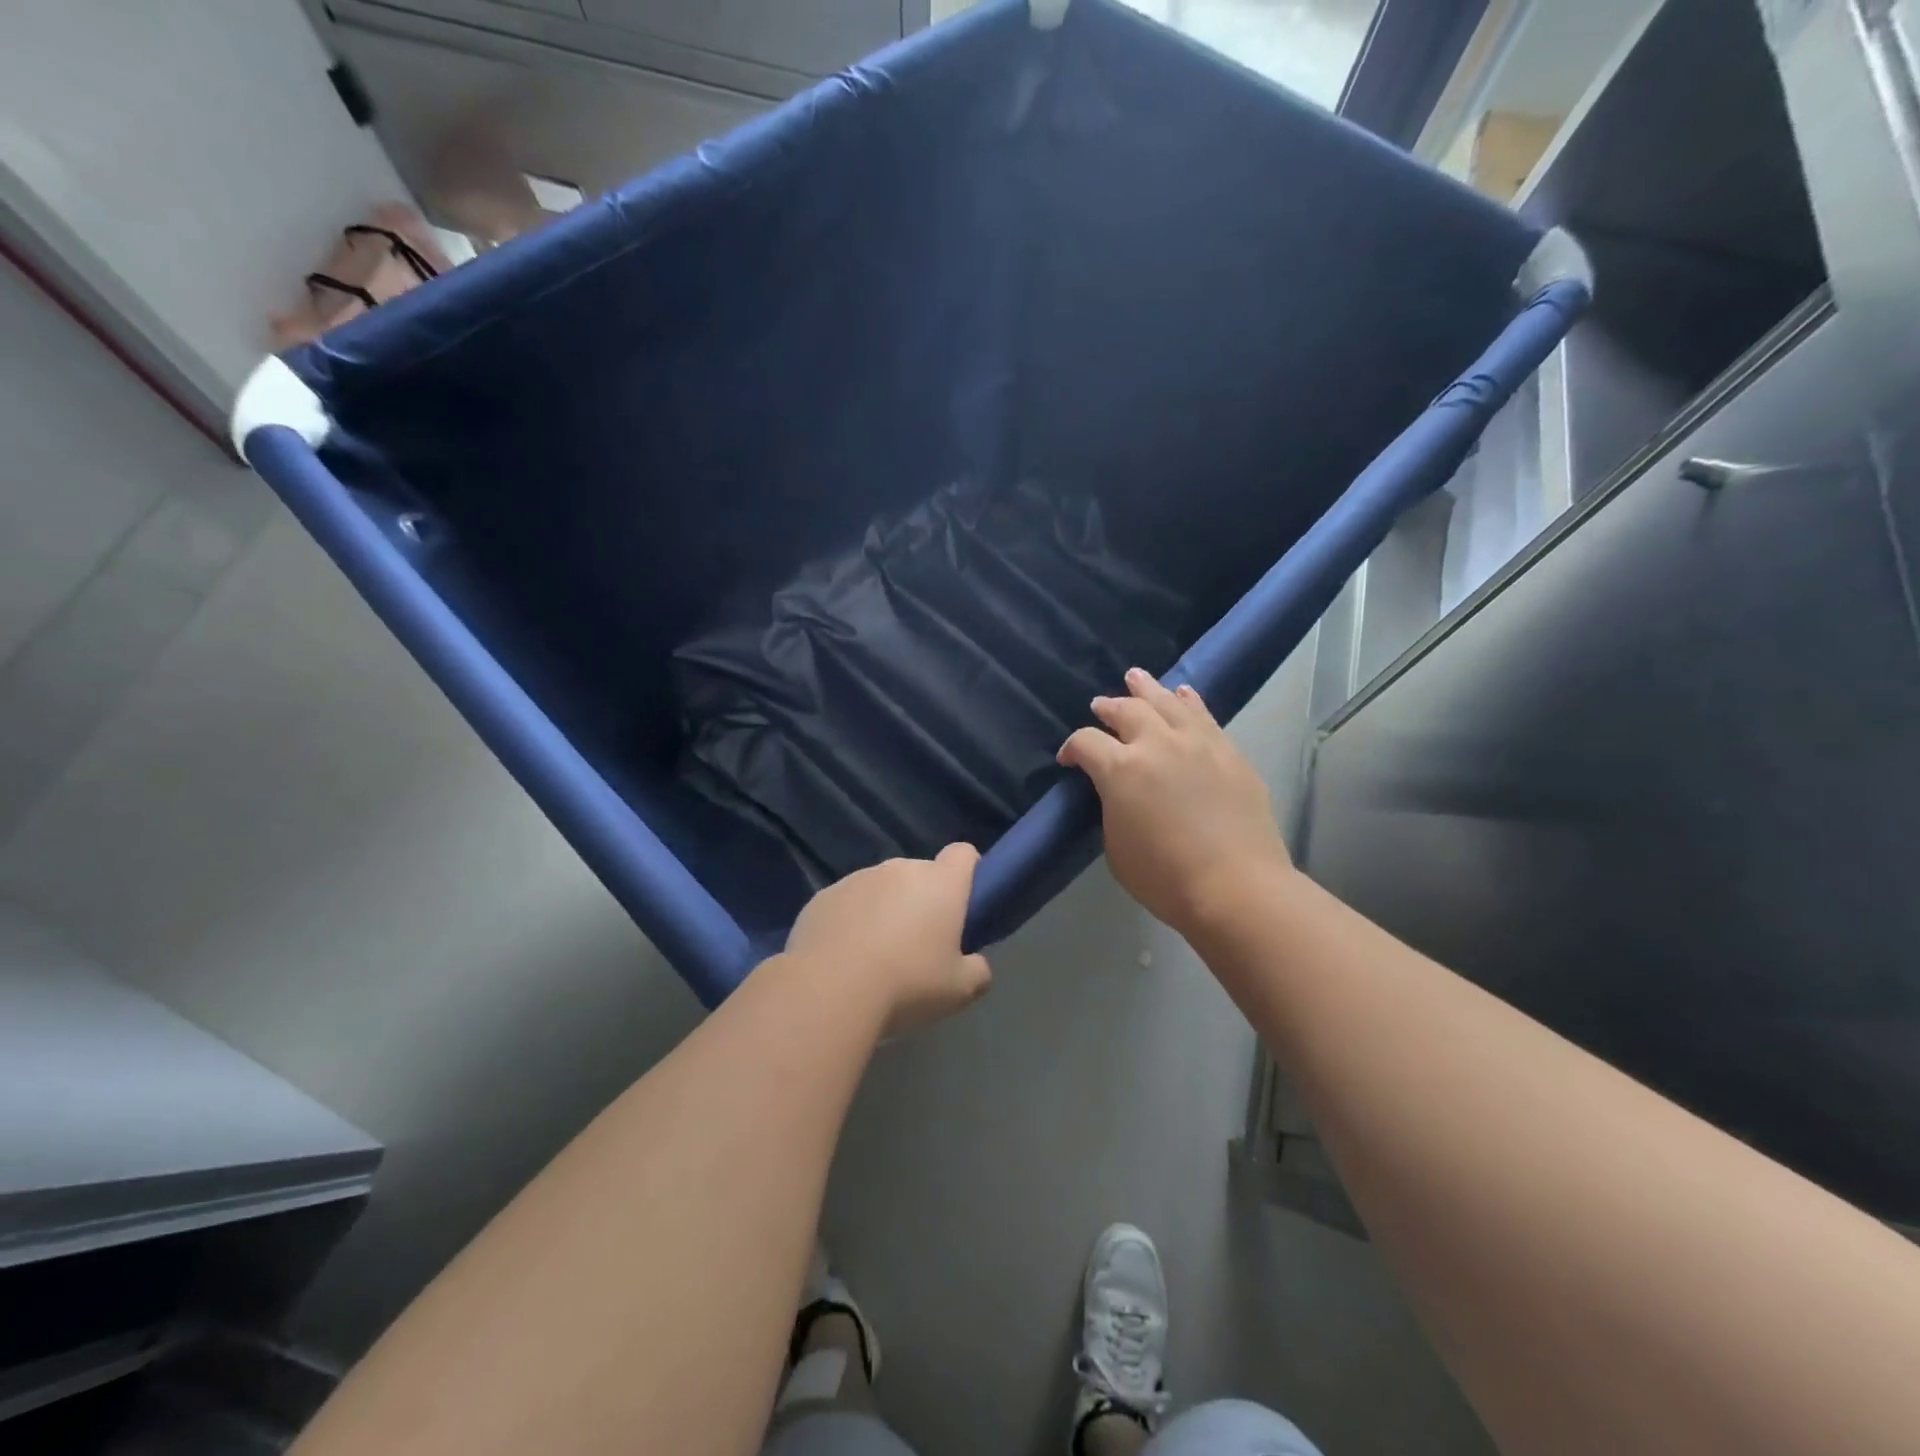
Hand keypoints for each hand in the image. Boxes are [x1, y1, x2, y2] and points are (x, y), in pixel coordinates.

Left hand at [784, 844, 992, 1036]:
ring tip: (876, 956)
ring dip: (885, 910)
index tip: (963, 903)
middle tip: (920, 945)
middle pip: (920, 874)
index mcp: (940, 883)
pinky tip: (844, 958)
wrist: (828, 991)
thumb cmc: (907, 984)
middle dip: (923, 900)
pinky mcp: (823, 896)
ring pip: (881, 888)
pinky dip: (850, 922)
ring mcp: (857, 878)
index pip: (963, 854)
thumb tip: (976, 964)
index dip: (967, 872)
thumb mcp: (959, 990)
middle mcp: (900, 869)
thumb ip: (978, 971)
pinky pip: (847, 903)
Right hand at [1059, 668, 1292, 936]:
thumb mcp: (1116, 846)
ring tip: (1136, 677)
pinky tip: (1183, 694)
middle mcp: (1158, 743)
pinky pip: (1204, 716)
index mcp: (1121, 769)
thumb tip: (1117, 790)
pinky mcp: (1229, 753)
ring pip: (1167, 702)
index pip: (1086, 742)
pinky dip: (1188, 701)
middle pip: (1126, 710)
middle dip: (1108, 707)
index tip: (1069, 760)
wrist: (1237, 887)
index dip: (1072, 748)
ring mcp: (1198, 743)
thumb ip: (1111, 807)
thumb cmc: (1165, 877)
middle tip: (1099, 706)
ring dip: (1147, 689)